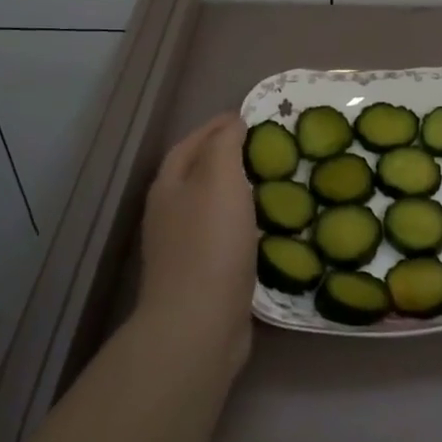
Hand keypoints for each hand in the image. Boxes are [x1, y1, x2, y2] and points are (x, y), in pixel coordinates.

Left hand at [136, 114, 258, 367]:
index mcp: (169, 186)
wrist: (199, 325)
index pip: (191, 143)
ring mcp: (183, 248)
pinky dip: (244, 224)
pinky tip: (267, 228)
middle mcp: (169, 214)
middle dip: (226, 157)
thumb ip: (224, 145)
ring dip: (237, 192)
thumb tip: (232, 123)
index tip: (249, 117)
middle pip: (197, 174)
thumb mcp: (219, 179)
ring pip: (211, 207)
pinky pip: (224, 237)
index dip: (217, 127)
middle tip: (265, 149)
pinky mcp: (202, 276)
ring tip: (272, 184)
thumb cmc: (211, 243)